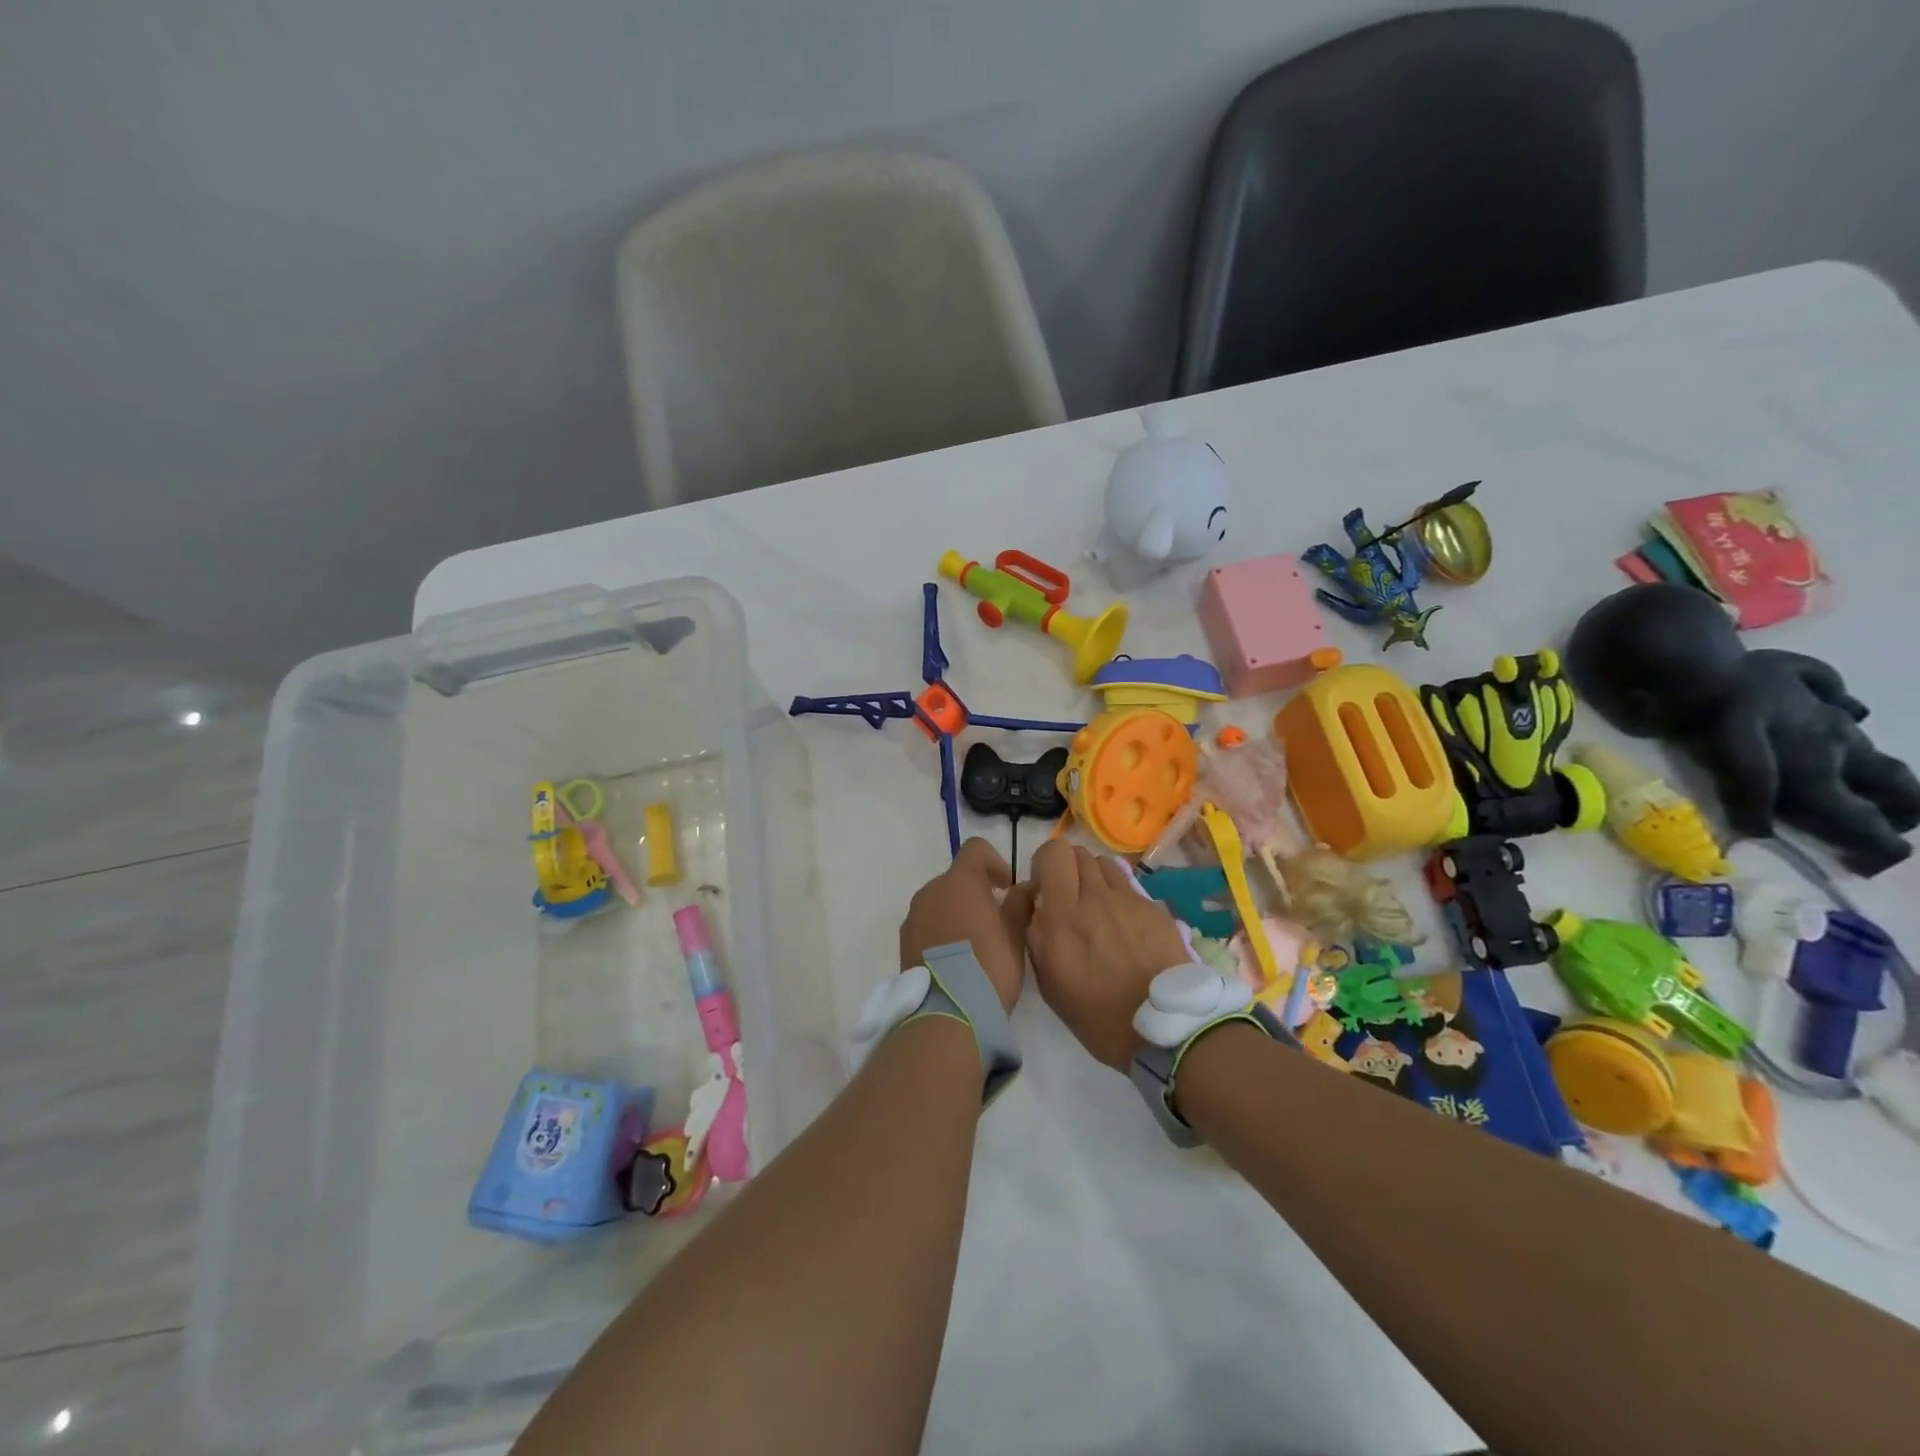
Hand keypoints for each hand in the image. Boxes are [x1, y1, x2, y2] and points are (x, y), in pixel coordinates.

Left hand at [899, 838, 1035, 1011]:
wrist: (947, 1013)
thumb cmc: (989, 966)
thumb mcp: (1016, 934)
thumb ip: (1020, 903)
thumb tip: (1024, 887)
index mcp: (959, 881)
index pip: (975, 849)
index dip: (995, 862)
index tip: (1007, 887)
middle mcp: (931, 891)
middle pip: (956, 878)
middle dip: (976, 891)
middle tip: (997, 919)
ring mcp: (913, 916)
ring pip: (940, 902)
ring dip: (958, 912)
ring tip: (976, 944)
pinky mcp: (904, 942)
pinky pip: (927, 924)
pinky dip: (942, 931)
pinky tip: (957, 960)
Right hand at [1024, 841, 1190, 1069]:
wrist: (1165, 1030)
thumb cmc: (1097, 1015)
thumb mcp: (1050, 983)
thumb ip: (1036, 934)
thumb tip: (1035, 901)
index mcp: (1063, 915)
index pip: (1054, 853)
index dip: (1045, 863)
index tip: (1045, 888)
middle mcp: (1096, 897)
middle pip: (1079, 852)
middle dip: (1069, 870)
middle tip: (1070, 900)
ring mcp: (1130, 900)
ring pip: (1106, 864)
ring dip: (1095, 879)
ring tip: (1098, 909)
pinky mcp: (1156, 909)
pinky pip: (1131, 888)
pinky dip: (1121, 898)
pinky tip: (1127, 928)